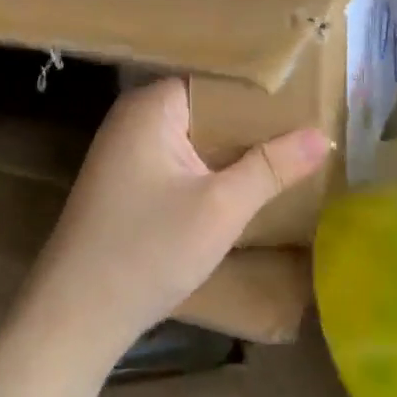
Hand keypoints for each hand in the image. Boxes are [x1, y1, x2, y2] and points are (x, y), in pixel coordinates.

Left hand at [21, 79, 331, 365]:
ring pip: (194, 136)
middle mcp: (134, 116)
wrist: (75, 316)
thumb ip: (272, 167)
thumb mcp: (220, 209)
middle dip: (252, 121)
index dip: (262, 89)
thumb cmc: (147, 251)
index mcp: (151, 105)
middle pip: (206, 106)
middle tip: (309, 124)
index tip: (308, 96)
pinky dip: (209, 167)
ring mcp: (126, 150)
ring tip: (290, 150)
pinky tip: (244, 182)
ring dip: (232, 147)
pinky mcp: (126, 181)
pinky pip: (179, 159)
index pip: (217, 79)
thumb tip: (322, 134)